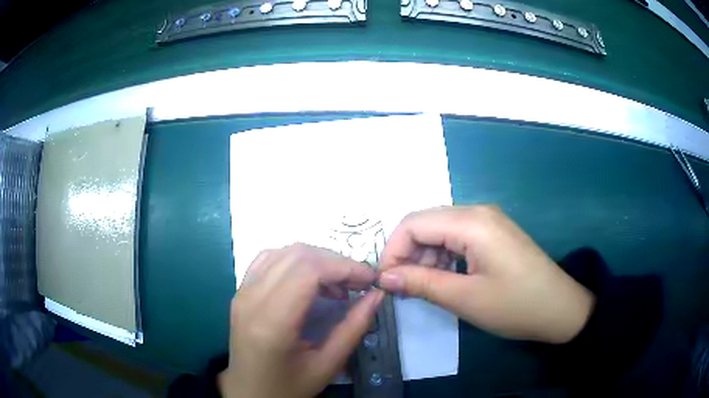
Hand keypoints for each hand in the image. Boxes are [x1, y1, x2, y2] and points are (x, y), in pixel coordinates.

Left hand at [219, 243, 383, 397]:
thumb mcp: (327, 365)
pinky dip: (295, 261)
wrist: (249, 392)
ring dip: (316, 259)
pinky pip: (268, 259)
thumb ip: (354, 328)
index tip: (369, 279)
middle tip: (358, 282)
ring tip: (337, 283)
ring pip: (283, 252)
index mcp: (271, 322)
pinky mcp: (240, 292)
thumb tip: (377, 295)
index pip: (308, 270)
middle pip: (297, 255)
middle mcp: (251, 299)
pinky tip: (310, 280)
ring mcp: (242, 292)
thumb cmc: (288, 387)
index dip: (343, 267)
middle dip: (335, 261)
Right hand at [378, 205, 594, 343]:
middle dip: (407, 253)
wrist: (560, 309)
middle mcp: (478, 212)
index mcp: (472, 222)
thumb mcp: (464, 298)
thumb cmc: (515, 305)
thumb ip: (421, 283)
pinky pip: (457, 237)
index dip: (392, 251)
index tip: (386, 282)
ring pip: (440, 230)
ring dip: (425, 256)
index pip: (413, 223)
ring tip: (423, 287)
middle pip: (425, 223)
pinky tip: (444, 278)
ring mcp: (488, 221)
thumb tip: (384, 278)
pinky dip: (443, 256)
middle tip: (402, 288)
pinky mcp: (494, 234)